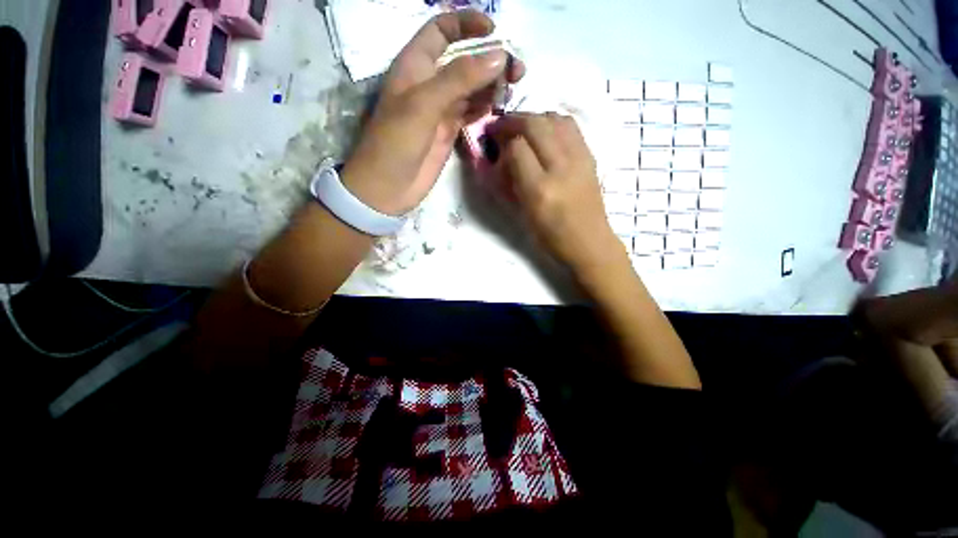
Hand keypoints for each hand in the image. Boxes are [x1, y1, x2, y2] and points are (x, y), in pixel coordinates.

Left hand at [342, 11, 524, 215]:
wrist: (388, 187)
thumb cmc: (396, 142)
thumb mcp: (424, 104)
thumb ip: (460, 79)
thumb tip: (499, 56)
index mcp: (415, 66)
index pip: (441, 31)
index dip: (466, 23)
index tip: (495, 30)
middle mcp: (430, 83)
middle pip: (464, 60)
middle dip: (490, 59)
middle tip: (516, 72)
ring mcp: (441, 110)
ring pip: (472, 88)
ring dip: (492, 85)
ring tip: (512, 89)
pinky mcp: (449, 132)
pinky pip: (471, 112)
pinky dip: (486, 107)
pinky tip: (498, 108)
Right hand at [488, 113, 624, 274]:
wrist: (589, 242)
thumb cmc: (551, 237)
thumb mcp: (524, 215)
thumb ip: (511, 184)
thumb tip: (502, 157)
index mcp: (539, 189)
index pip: (517, 148)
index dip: (502, 141)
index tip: (493, 142)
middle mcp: (560, 168)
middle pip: (536, 124)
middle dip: (513, 120)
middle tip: (501, 127)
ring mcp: (579, 159)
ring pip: (555, 118)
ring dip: (534, 117)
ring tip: (522, 127)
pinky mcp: (590, 156)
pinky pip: (570, 126)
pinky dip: (553, 122)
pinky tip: (545, 132)